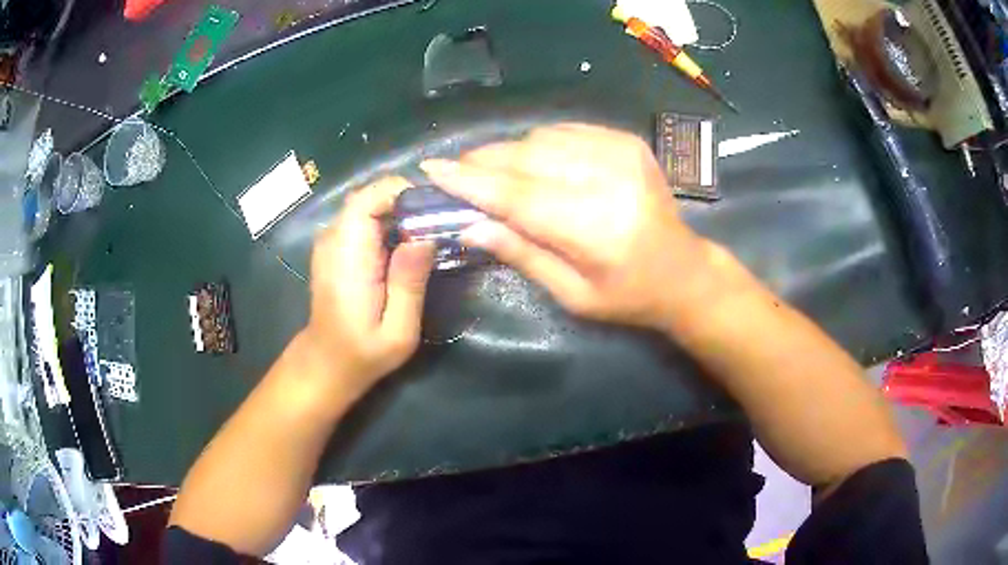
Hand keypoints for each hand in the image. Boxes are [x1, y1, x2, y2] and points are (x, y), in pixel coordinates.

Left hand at [305, 177, 434, 388]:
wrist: (327, 361)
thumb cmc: (363, 352)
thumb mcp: (398, 329)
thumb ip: (409, 281)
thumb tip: (427, 235)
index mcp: (348, 257)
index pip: (368, 198)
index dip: (403, 192)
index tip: (437, 209)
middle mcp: (333, 239)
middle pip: (371, 195)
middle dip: (408, 201)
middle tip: (441, 222)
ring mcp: (331, 239)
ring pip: (369, 203)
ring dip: (400, 210)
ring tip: (429, 232)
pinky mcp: (335, 245)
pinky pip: (364, 217)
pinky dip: (388, 220)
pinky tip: (406, 244)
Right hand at [420, 123, 719, 331]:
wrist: (684, 270)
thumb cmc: (627, 295)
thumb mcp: (571, 294)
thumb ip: (521, 253)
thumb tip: (467, 225)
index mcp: (596, 228)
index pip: (517, 194)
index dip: (470, 181)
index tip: (431, 169)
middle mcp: (609, 178)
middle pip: (526, 157)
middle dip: (483, 162)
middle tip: (458, 174)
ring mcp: (621, 152)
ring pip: (541, 137)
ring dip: (510, 153)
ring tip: (497, 174)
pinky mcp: (626, 140)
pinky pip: (565, 130)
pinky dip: (540, 144)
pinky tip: (536, 164)